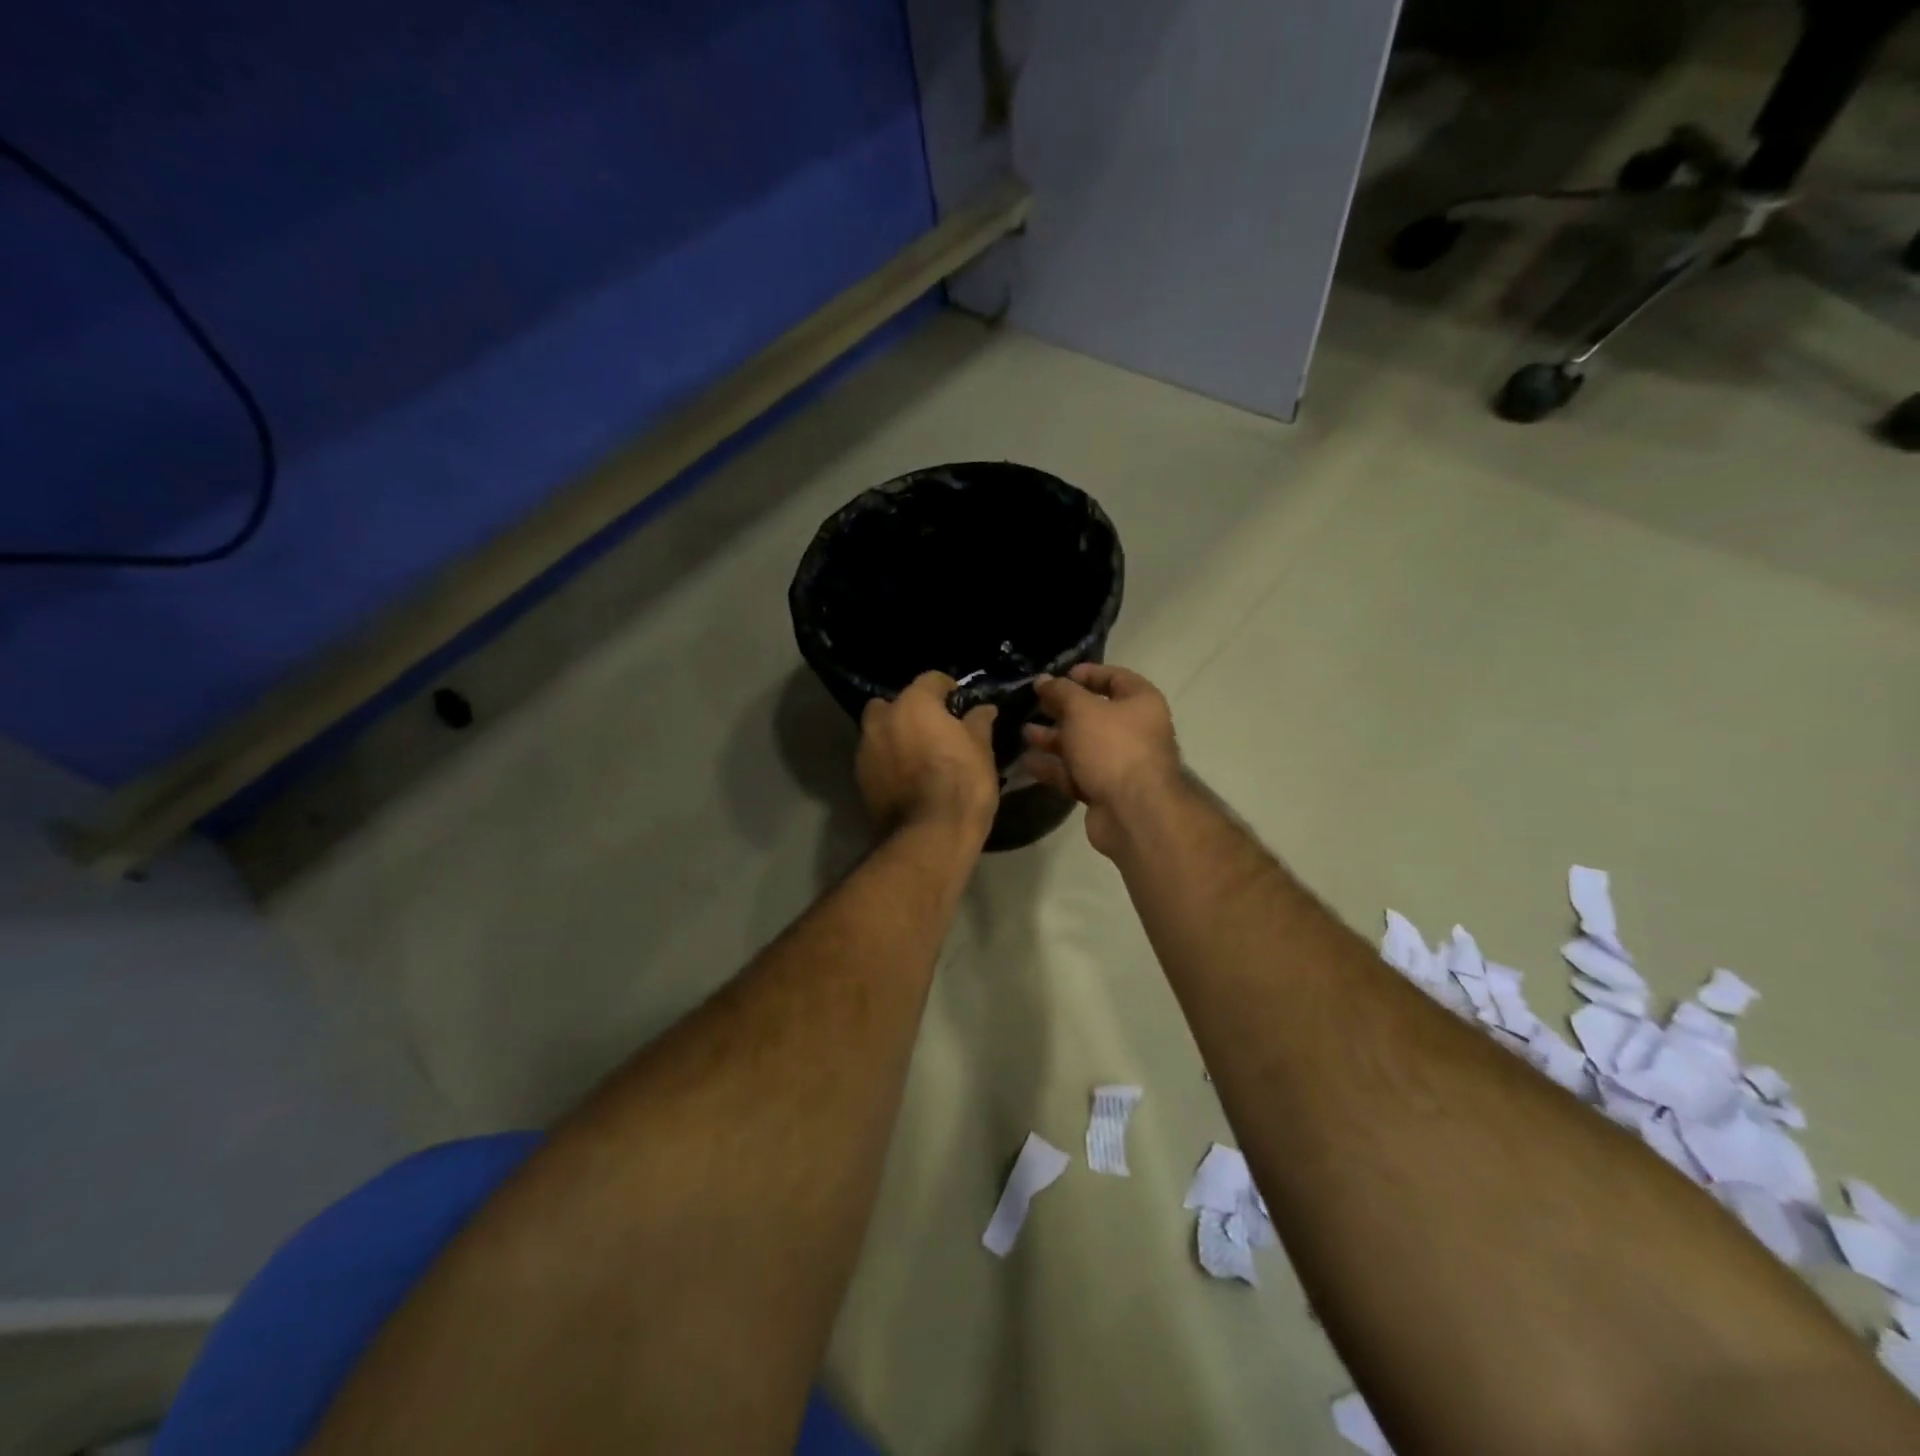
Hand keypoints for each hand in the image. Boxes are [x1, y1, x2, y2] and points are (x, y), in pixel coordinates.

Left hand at [857, 672, 999, 840]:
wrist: (929, 836)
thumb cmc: (962, 784)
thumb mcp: (981, 750)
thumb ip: (979, 723)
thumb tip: (984, 709)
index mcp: (913, 704)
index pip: (930, 680)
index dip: (947, 688)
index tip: (959, 702)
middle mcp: (882, 720)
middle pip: (893, 703)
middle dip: (909, 711)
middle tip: (933, 729)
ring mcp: (866, 750)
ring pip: (879, 731)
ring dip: (895, 736)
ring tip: (919, 755)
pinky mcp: (860, 779)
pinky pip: (875, 758)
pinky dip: (888, 761)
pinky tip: (907, 778)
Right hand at [1021, 663, 1182, 856]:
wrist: (1134, 813)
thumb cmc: (1113, 748)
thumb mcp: (1082, 710)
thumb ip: (1061, 692)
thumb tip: (1043, 680)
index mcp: (1141, 703)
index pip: (1115, 678)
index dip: (1088, 674)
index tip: (1059, 675)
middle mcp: (1135, 730)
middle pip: (1094, 713)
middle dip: (1062, 709)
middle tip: (1034, 703)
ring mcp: (1120, 763)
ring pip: (1082, 745)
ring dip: (1053, 739)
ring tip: (1024, 732)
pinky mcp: (1105, 790)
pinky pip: (1076, 772)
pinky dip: (1054, 767)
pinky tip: (1028, 762)